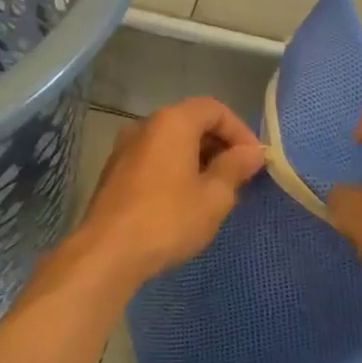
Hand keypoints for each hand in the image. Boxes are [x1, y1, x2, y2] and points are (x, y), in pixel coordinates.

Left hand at [66, 98, 264, 292]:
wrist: (107, 253)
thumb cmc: (168, 220)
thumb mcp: (214, 197)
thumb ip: (235, 168)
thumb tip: (252, 152)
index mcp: (172, 122)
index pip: (214, 109)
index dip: (240, 130)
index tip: (254, 160)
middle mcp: (145, 125)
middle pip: (190, 121)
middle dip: (219, 143)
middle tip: (239, 174)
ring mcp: (125, 148)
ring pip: (171, 141)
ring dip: (197, 157)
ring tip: (215, 189)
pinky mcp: (114, 172)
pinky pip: (154, 158)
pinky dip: (175, 168)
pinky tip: (185, 199)